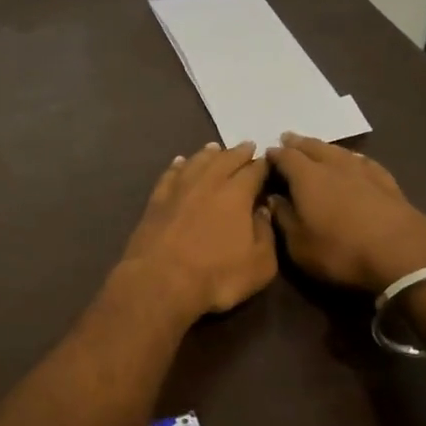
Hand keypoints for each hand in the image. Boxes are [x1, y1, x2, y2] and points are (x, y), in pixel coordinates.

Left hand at [117, 141, 276, 321]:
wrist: (160, 280)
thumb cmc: (217, 275)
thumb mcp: (260, 264)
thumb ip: (266, 233)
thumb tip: (263, 210)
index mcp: (236, 193)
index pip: (254, 171)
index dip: (263, 165)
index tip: (269, 160)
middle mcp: (208, 182)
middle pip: (225, 159)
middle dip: (238, 152)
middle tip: (247, 146)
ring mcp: (179, 188)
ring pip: (196, 161)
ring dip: (208, 154)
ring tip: (215, 148)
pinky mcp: (157, 199)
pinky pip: (170, 174)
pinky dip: (178, 165)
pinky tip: (180, 162)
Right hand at [266, 134, 425, 294]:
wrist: (404, 255)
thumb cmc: (341, 251)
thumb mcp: (299, 245)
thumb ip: (283, 218)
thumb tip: (272, 199)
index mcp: (307, 177)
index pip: (285, 157)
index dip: (274, 155)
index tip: (266, 155)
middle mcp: (333, 166)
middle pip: (312, 147)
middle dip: (298, 143)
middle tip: (288, 138)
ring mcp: (363, 171)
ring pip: (338, 151)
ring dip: (324, 147)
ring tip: (317, 147)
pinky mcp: (388, 182)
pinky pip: (364, 162)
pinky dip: (353, 158)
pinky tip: (355, 161)